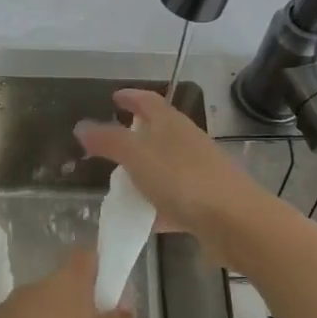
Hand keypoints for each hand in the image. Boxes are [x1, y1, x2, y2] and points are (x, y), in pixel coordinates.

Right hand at [75, 89, 269, 241]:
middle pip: (159, 131)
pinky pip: (174, 199)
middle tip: (111, 141)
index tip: (114, 97)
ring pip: (165, 165)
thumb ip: (109, 141)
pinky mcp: (205, 202)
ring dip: (145, 170)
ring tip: (120, 182)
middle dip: (136, 133)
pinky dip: (156, 204)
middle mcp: (187, 142)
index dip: (131, 96)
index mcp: (171, 123)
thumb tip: (81, 126)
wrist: (235, 221)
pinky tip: (142, 219)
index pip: (148, 100)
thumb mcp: (137, 156)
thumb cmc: (182, 179)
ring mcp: (199, 172)